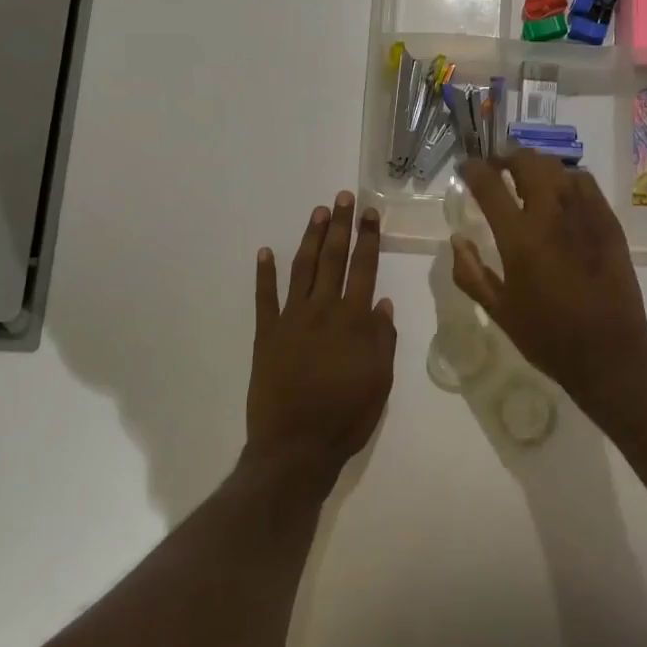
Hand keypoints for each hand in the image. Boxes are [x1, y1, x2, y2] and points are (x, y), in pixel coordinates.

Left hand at [246, 192, 396, 487]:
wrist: (295, 448)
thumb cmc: (346, 416)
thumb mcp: (380, 381)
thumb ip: (382, 338)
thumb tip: (381, 302)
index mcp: (353, 322)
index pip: (363, 269)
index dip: (368, 239)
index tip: (370, 213)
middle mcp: (322, 311)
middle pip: (333, 259)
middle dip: (340, 226)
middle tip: (343, 198)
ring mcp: (291, 320)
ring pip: (302, 269)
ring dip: (311, 239)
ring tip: (318, 212)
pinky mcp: (266, 335)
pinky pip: (264, 298)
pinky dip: (264, 274)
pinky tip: (265, 251)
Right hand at [452, 153, 646, 402]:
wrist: (608, 352)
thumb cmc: (547, 336)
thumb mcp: (498, 310)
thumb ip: (471, 272)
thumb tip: (457, 239)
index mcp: (519, 238)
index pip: (489, 184)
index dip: (473, 169)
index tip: (465, 167)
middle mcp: (551, 215)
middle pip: (527, 162)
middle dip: (506, 157)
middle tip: (497, 168)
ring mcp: (585, 214)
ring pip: (557, 167)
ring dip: (536, 166)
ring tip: (527, 178)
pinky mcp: (608, 221)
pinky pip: (585, 182)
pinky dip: (566, 179)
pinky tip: (561, 194)